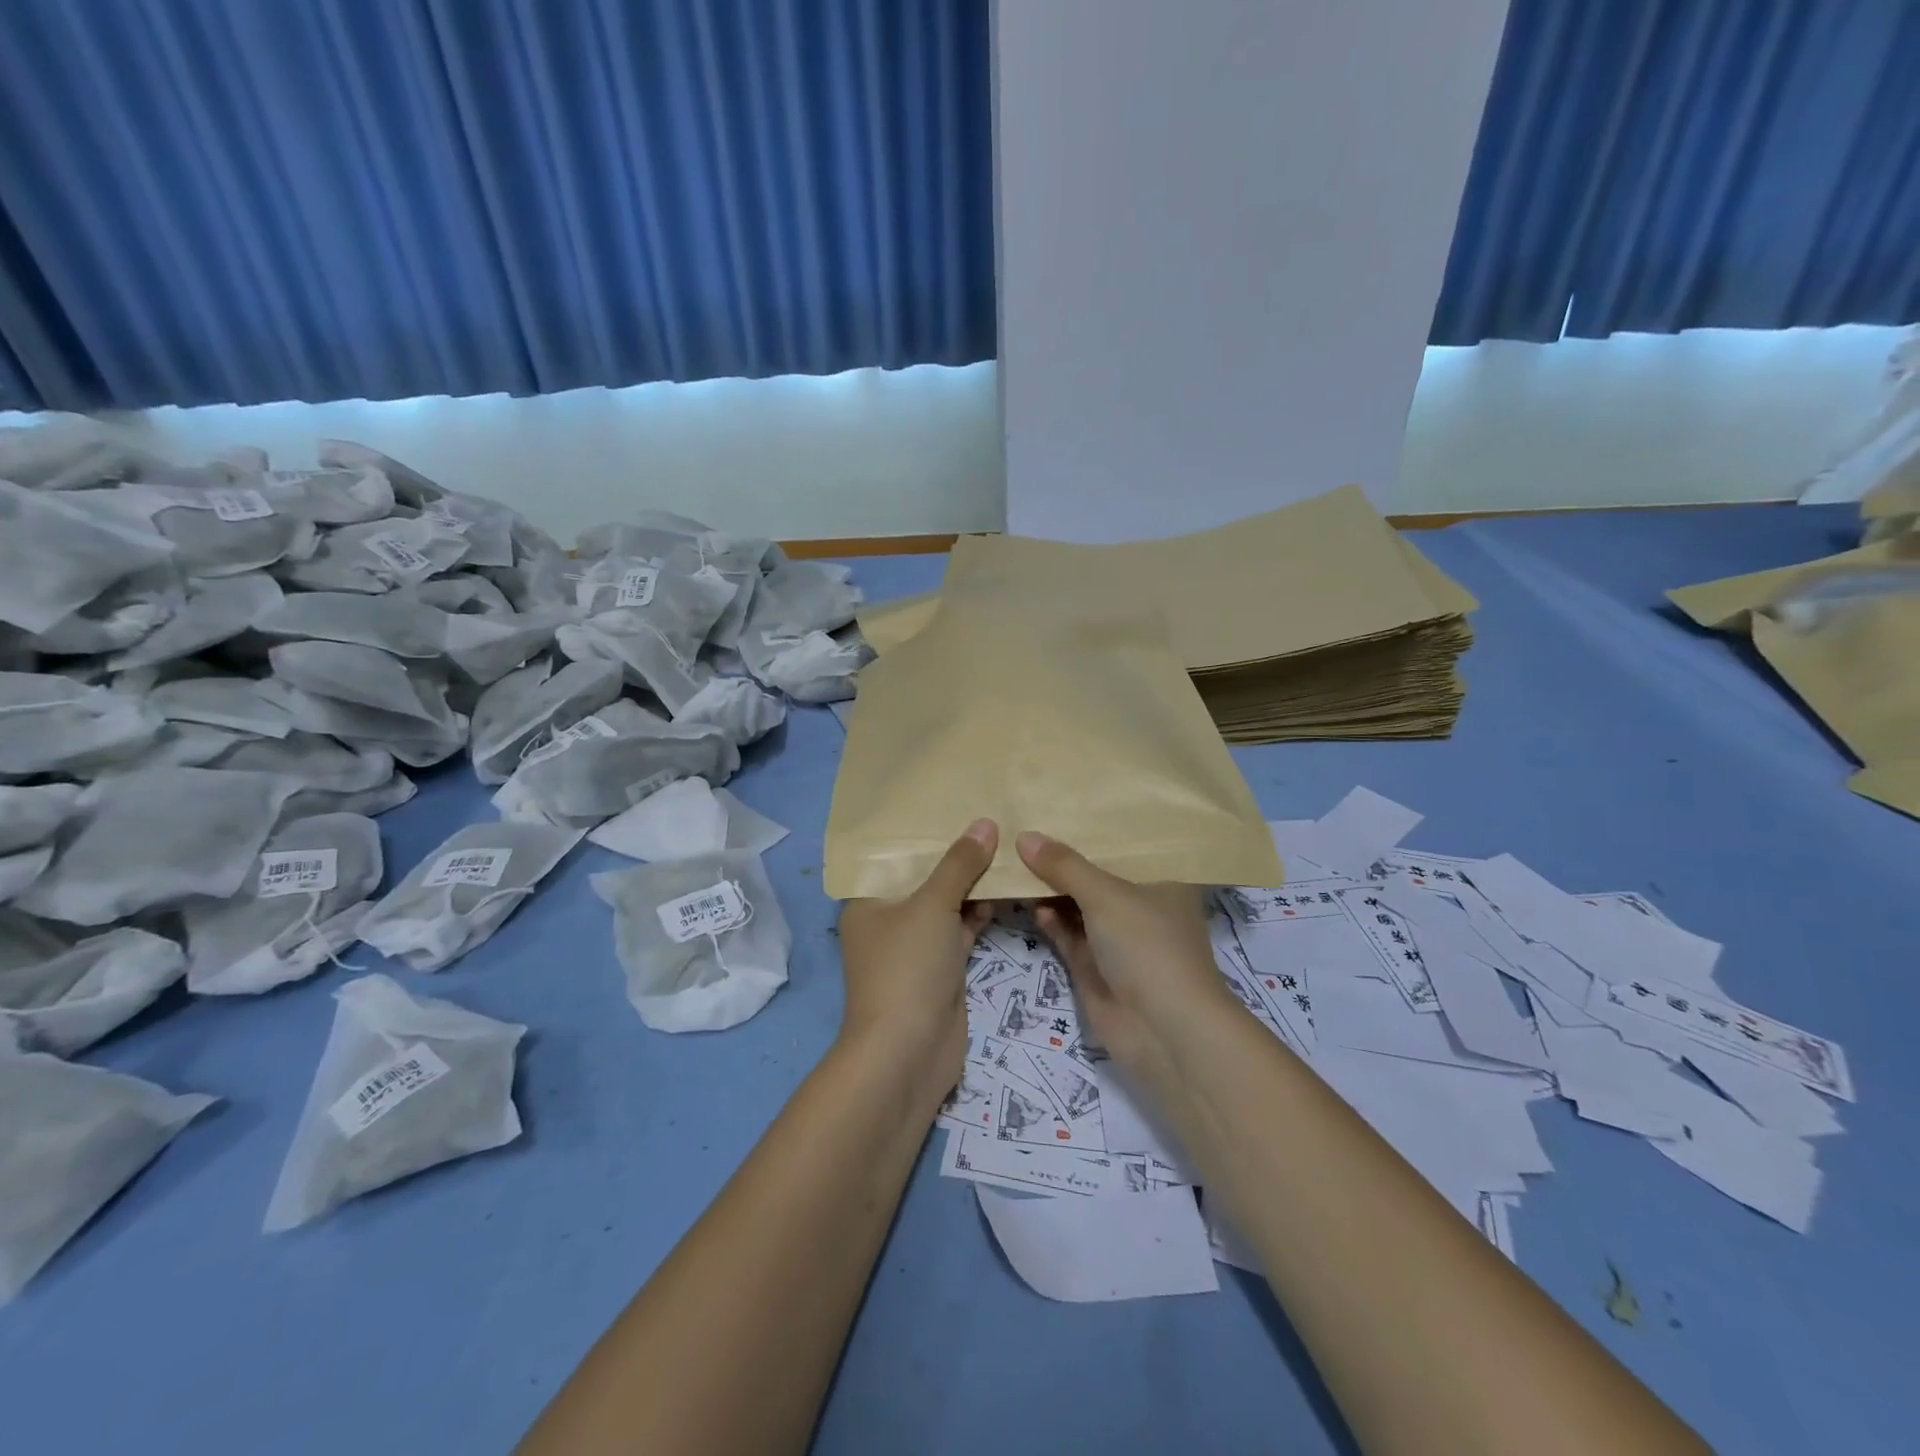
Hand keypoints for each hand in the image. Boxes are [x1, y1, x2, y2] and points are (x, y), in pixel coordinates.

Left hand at [836, 819, 997, 1105]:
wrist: (908, 1052)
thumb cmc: (908, 966)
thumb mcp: (932, 905)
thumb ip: (959, 864)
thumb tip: (986, 823)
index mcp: (868, 900)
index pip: (895, 855)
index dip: (924, 831)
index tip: (955, 803)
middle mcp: (888, 919)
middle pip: (924, 878)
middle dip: (955, 855)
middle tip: (990, 819)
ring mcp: (915, 946)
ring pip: (945, 904)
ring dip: (971, 884)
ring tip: (1006, 846)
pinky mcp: (940, 968)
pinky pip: (960, 929)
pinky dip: (979, 913)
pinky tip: (1006, 889)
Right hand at [1015, 831, 1240, 1076]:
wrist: (1163, 1031)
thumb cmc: (1147, 945)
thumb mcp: (1106, 895)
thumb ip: (1064, 865)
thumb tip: (1024, 836)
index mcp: (1161, 881)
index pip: (1126, 845)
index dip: (1093, 828)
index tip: (1058, 804)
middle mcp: (1141, 906)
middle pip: (1097, 875)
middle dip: (1064, 859)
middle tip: (1023, 830)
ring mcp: (1117, 939)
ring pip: (1078, 905)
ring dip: (1051, 889)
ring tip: (1015, 862)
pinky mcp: (1095, 967)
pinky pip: (1067, 934)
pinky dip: (1050, 919)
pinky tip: (1028, 902)